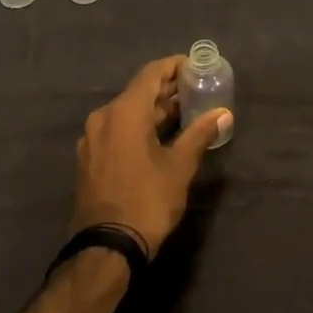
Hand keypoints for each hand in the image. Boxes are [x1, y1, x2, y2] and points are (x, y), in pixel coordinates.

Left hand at [74, 55, 230, 257]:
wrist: (106, 246)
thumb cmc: (147, 200)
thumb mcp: (179, 166)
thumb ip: (200, 134)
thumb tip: (222, 114)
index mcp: (124, 112)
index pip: (151, 74)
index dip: (174, 66)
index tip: (196, 66)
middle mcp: (103, 117)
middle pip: (138, 92)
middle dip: (167, 90)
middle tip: (197, 91)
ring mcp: (93, 138)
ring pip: (127, 112)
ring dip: (155, 110)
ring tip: (185, 113)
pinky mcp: (90, 158)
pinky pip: (117, 130)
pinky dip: (139, 126)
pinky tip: (160, 137)